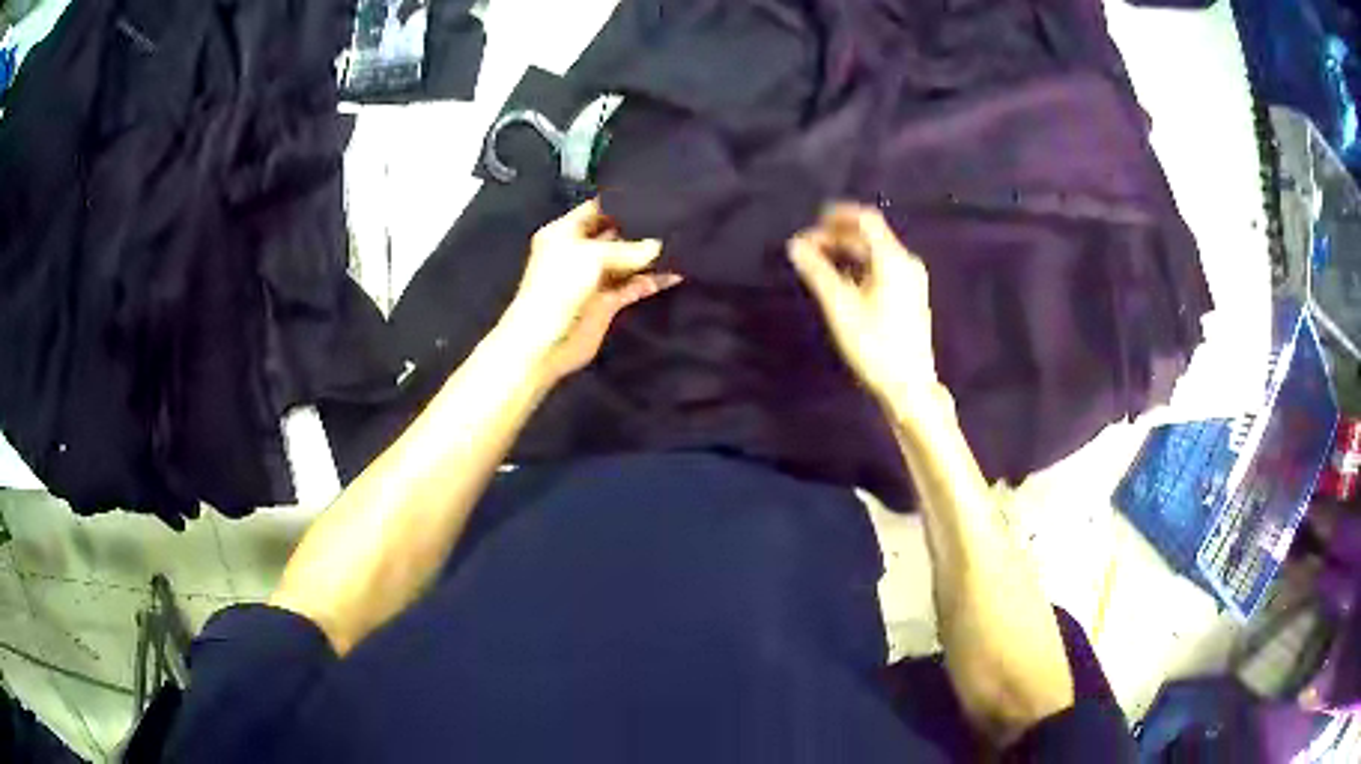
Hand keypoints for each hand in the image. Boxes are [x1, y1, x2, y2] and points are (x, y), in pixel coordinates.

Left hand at [504, 199, 681, 381]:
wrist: (545, 341)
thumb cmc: (558, 286)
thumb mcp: (591, 255)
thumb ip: (627, 249)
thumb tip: (656, 246)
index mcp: (564, 233)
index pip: (595, 209)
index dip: (619, 203)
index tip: (651, 196)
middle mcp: (579, 252)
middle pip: (614, 235)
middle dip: (639, 229)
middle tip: (673, 219)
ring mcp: (594, 278)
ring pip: (626, 262)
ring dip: (649, 257)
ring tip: (680, 244)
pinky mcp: (607, 302)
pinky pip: (633, 287)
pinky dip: (652, 281)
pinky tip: (674, 274)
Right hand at [788, 203, 940, 422]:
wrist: (910, 387)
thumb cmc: (875, 346)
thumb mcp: (841, 308)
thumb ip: (818, 272)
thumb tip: (795, 245)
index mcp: (893, 260)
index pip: (865, 220)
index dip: (837, 216)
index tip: (812, 222)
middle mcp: (906, 263)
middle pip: (869, 237)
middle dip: (837, 237)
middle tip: (807, 249)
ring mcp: (911, 280)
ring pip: (875, 254)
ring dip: (846, 253)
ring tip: (819, 264)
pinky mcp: (910, 297)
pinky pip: (881, 269)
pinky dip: (859, 267)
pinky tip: (842, 282)